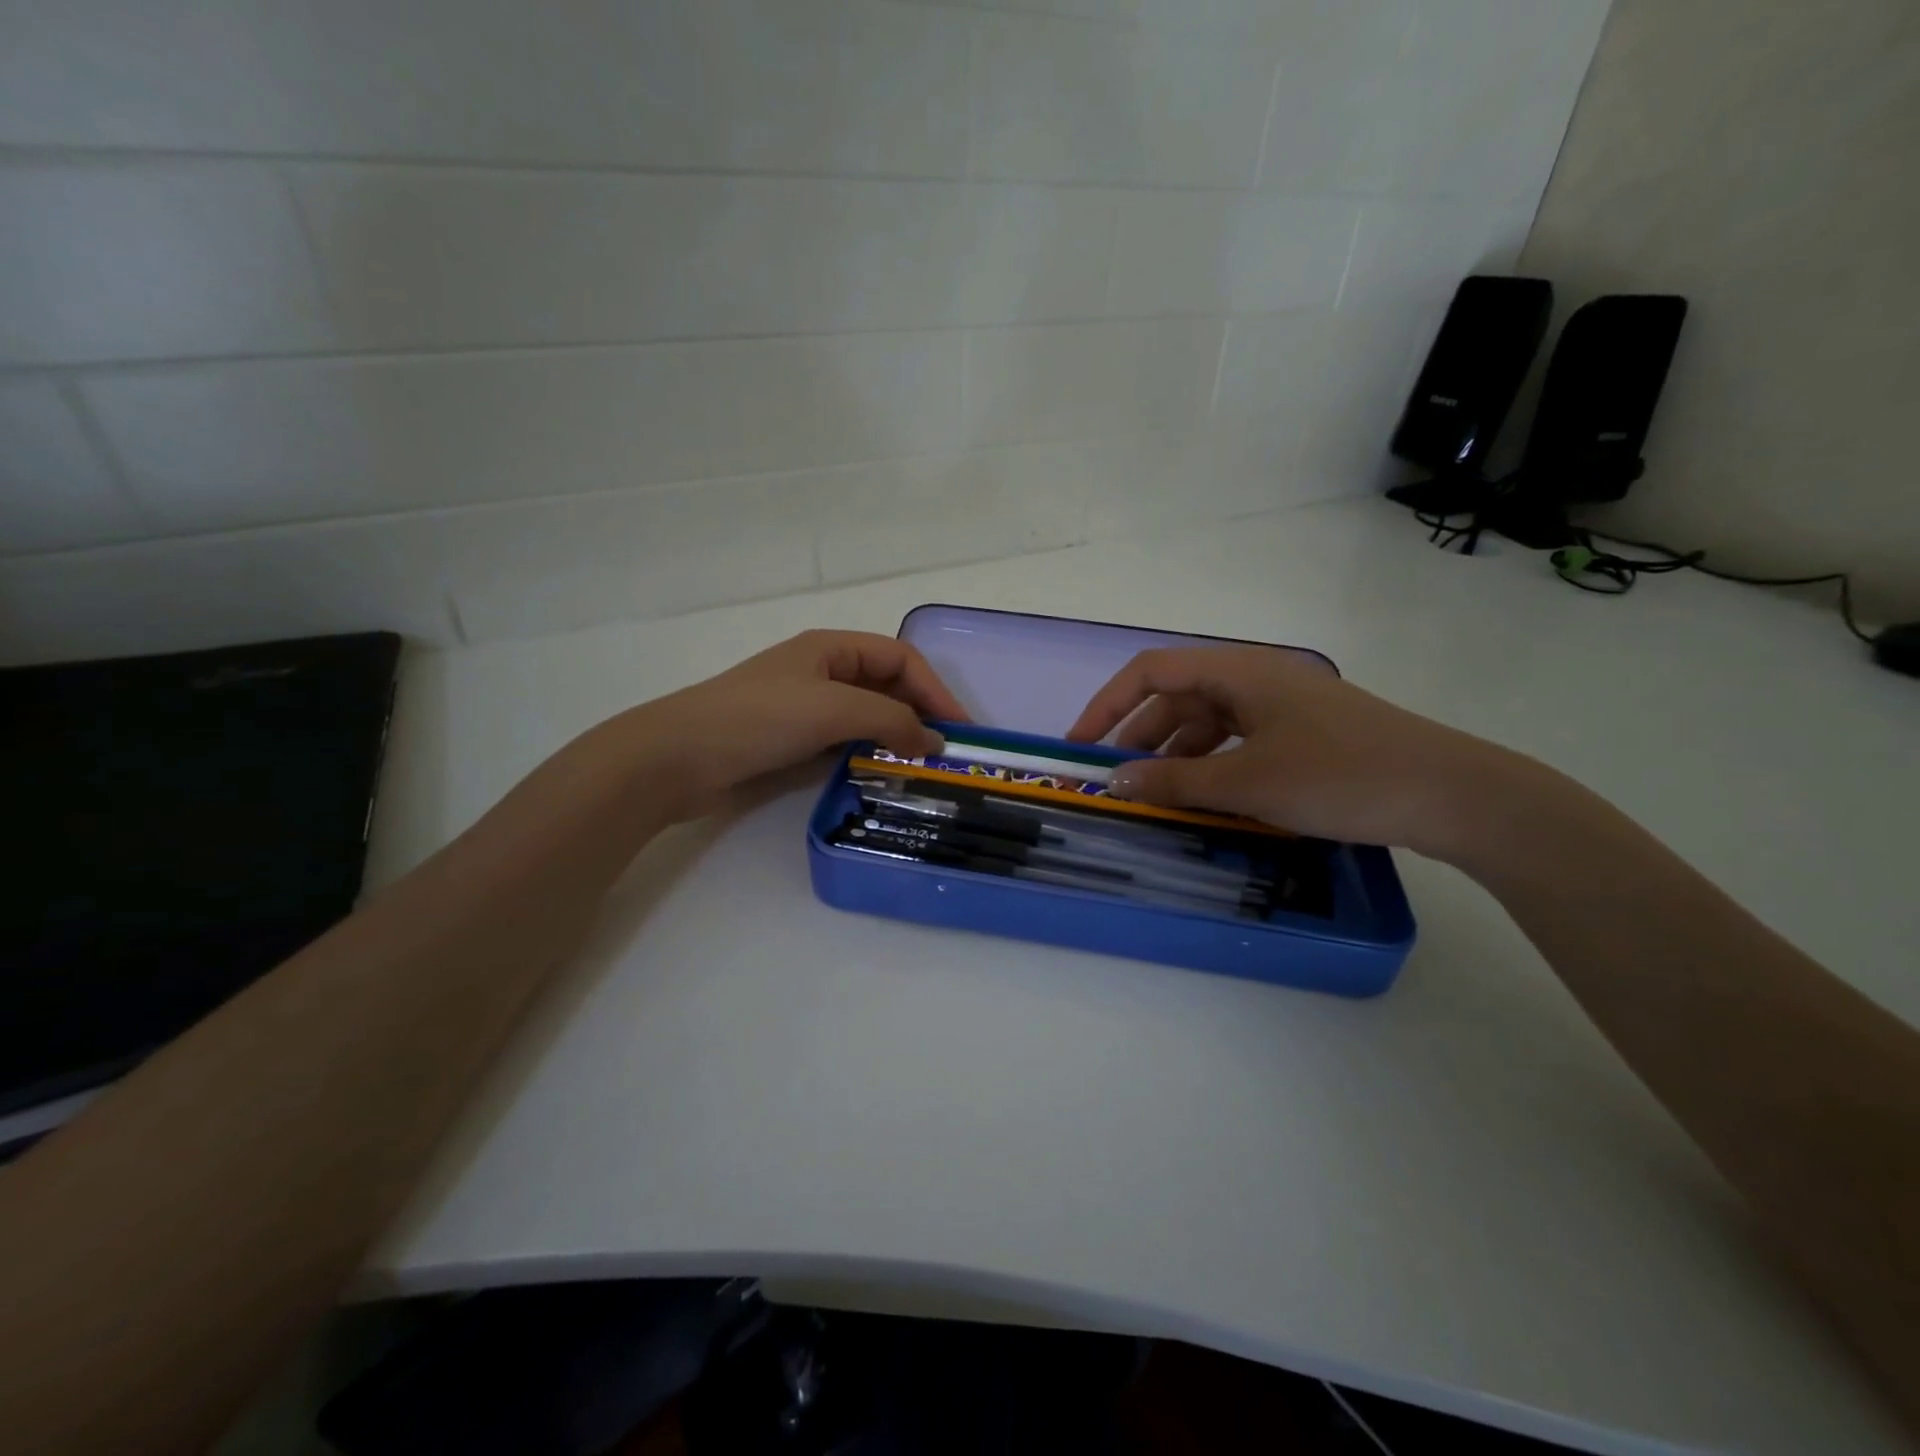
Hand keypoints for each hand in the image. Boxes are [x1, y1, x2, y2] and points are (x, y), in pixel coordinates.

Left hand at [632, 630, 964, 819]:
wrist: (680, 757)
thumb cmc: (760, 718)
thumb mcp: (834, 709)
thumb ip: (891, 720)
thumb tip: (935, 742)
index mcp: (832, 648)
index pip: (901, 659)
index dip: (935, 689)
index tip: (960, 730)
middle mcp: (824, 673)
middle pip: (887, 687)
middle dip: (920, 714)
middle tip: (947, 754)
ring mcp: (807, 709)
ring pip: (867, 718)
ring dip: (896, 738)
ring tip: (924, 769)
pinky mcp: (794, 742)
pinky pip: (845, 743)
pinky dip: (869, 755)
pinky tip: (884, 775)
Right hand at [1065, 646, 1524, 855]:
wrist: (1450, 794)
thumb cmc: (1339, 777)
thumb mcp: (1247, 783)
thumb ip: (1175, 781)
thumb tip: (1115, 781)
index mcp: (1239, 671)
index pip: (1152, 671)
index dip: (1108, 704)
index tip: (1081, 743)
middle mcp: (1256, 678)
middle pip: (1178, 696)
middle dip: (1139, 735)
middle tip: (1114, 778)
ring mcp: (1282, 705)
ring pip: (1208, 721)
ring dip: (1174, 753)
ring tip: (1153, 795)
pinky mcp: (1303, 732)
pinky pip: (1237, 740)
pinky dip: (1210, 763)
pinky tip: (1203, 795)